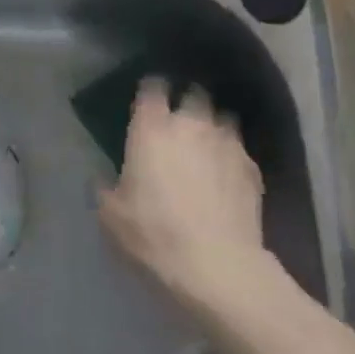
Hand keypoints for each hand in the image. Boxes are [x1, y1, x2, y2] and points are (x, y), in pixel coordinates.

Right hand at [98, 78, 267, 318]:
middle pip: (193, 93)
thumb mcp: (112, 217)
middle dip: (187, 102)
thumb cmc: (155, 235)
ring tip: (207, 146)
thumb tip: (103, 178)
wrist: (217, 266)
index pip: (152, 87)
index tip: (148, 102)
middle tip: (180, 123)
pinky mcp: (251, 167)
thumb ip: (105, 188)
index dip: (151, 90)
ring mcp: (225, 142)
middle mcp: (191, 123)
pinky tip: (228, 178)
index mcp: (152, 128)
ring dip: (213, 126)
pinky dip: (232, 157)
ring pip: (222, 117)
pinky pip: (239, 150)